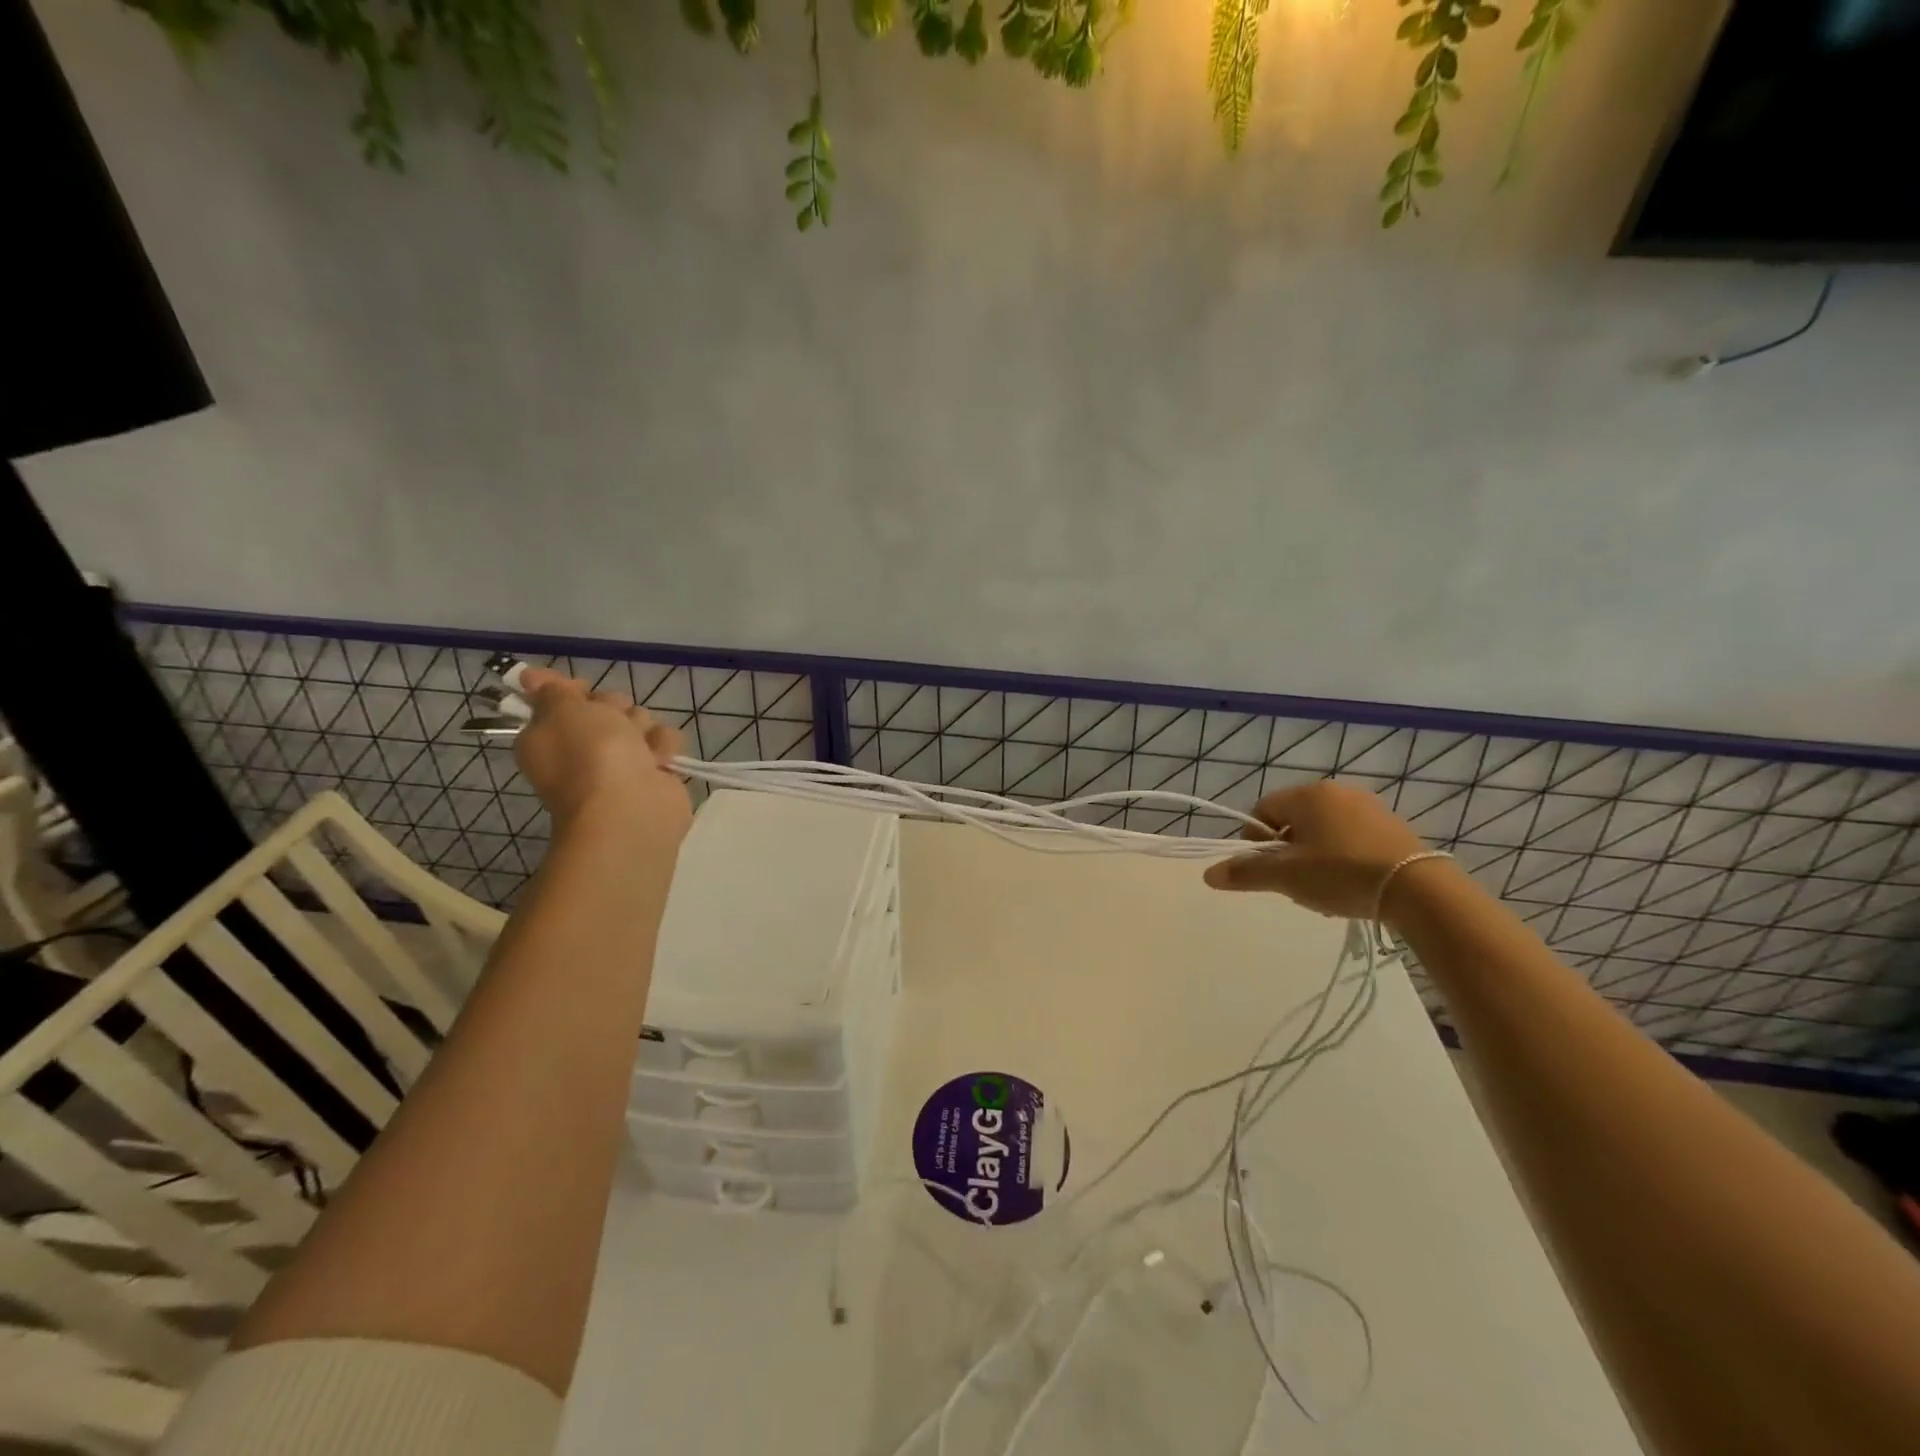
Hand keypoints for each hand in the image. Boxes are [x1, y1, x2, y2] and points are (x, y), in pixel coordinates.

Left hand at [513, 668, 692, 846]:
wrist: (629, 807)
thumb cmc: (589, 754)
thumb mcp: (561, 710)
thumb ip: (551, 690)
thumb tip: (530, 678)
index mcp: (548, 735)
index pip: (558, 699)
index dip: (570, 688)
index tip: (580, 686)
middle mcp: (582, 747)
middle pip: (605, 705)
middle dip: (614, 707)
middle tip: (614, 722)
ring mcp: (620, 761)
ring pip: (639, 720)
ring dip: (643, 727)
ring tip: (641, 746)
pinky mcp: (653, 771)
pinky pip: (663, 742)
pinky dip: (664, 747)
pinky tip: (660, 759)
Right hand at [1202, 780, 1430, 919]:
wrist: (1419, 890)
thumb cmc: (1341, 874)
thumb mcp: (1287, 877)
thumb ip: (1246, 872)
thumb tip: (1208, 874)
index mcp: (1307, 794)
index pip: (1263, 811)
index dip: (1255, 841)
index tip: (1264, 870)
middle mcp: (1336, 791)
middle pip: (1293, 820)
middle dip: (1286, 851)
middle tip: (1293, 883)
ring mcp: (1368, 807)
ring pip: (1322, 830)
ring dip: (1313, 856)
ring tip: (1323, 889)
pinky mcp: (1392, 826)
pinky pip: (1351, 837)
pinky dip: (1342, 857)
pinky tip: (1351, 884)